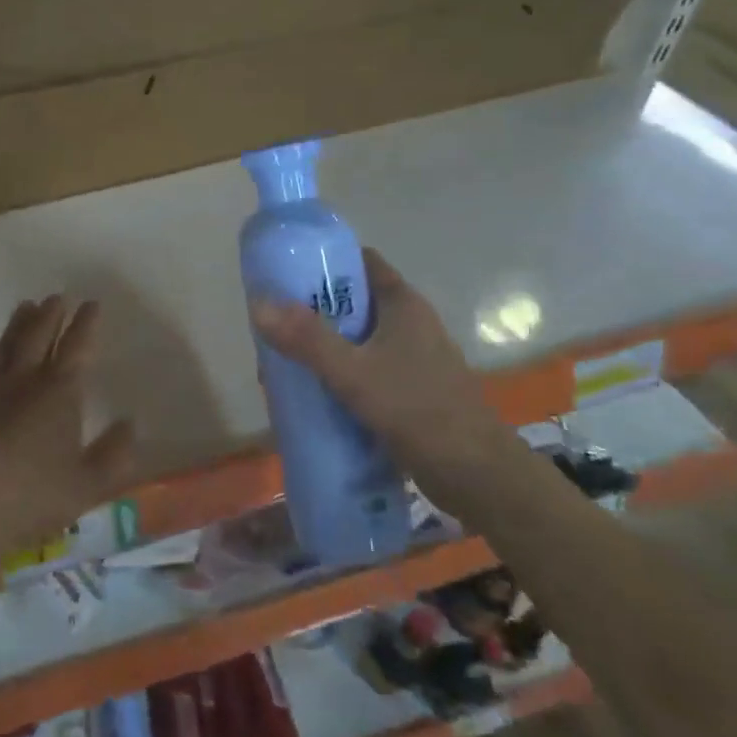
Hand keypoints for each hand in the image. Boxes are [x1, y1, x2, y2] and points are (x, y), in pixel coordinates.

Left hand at [0, 295, 135, 576]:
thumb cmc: (36, 499)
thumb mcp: (90, 484)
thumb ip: (114, 453)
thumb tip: (129, 423)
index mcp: (59, 394)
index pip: (77, 348)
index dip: (86, 324)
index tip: (91, 304)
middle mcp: (24, 382)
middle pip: (38, 337)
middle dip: (50, 314)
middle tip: (56, 297)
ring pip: (5, 347)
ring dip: (17, 324)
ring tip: (25, 305)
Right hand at [248, 248, 514, 512]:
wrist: (478, 476)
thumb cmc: (418, 410)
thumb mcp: (354, 372)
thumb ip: (307, 339)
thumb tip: (258, 303)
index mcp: (403, 304)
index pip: (361, 262)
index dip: (324, 261)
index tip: (284, 273)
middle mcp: (410, 324)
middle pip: (353, 303)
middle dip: (312, 312)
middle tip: (273, 326)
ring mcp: (413, 359)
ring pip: (357, 341)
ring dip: (323, 348)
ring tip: (283, 364)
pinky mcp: (410, 391)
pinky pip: (365, 371)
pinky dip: (339, 376)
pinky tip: (313, 396)